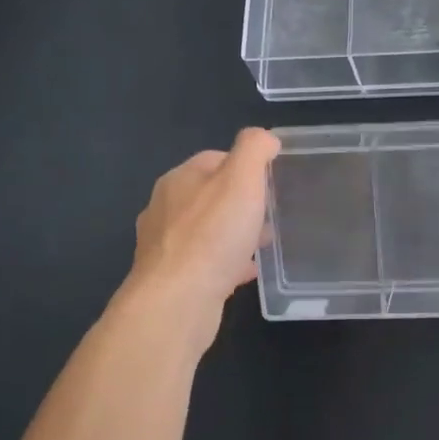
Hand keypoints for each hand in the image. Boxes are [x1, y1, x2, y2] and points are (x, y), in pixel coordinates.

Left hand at [126, 128, 279, 335]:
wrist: (177, 301)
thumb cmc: (212, 235)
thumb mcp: (241, 180)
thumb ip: (254, 150)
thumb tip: (265, 138)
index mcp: (179, 179)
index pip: (215, 159)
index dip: (245, 165)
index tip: (272, 180)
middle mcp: (165, 208)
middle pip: (210, 196)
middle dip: (241, 202)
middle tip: (272, 214)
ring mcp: (166, 246)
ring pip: (208, 231)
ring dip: (235, 233)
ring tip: (264, 244)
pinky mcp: (172, 278)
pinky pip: (206, 262)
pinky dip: (227, 262)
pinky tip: (247, 272)